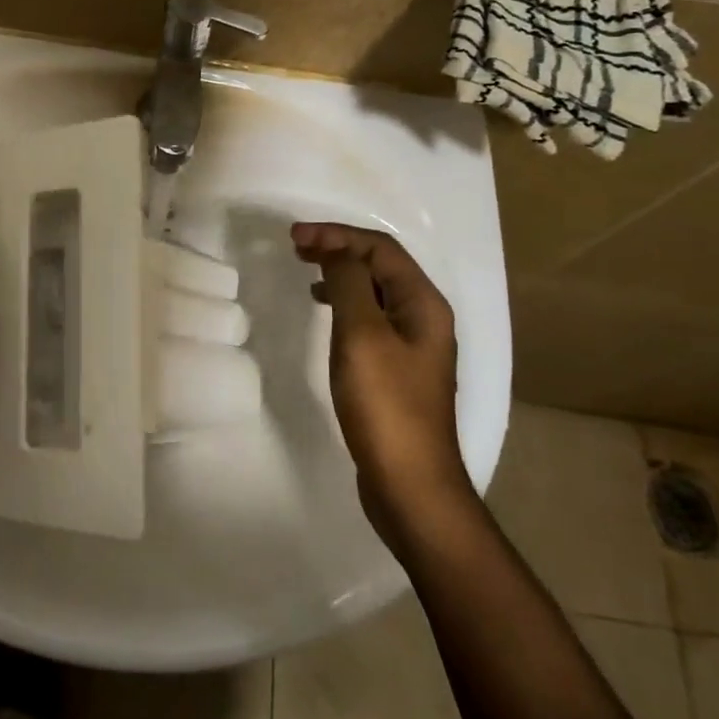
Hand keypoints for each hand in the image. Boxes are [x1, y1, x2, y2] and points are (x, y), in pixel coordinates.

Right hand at [291, 222, 467, 531]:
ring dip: (341, 274)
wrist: (410, 483)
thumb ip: (349, 284)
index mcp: (423, 303)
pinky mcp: (398, 368)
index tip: (294, 238)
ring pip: (375, 291)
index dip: (337, 235)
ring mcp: (413, 345)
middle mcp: (424, 317)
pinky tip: (326, 312)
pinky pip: (371, 317)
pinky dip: (345, 303)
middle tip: (296, 248)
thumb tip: (336, 250)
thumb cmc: (385, 405)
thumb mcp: (362, 336)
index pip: (380, 249)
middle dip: (339, 249)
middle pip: (381, 265)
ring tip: (307, 274)